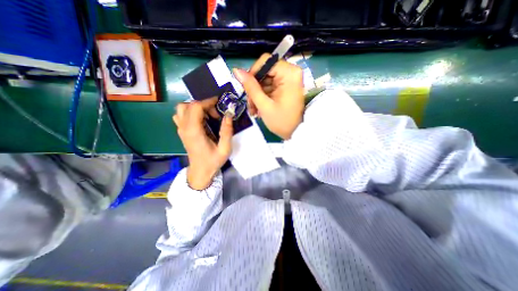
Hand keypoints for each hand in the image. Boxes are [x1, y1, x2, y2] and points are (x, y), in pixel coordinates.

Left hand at [172, 102, 231, 189]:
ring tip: (208, 116)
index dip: (208, 102)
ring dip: (196, 108)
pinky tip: (200, 120)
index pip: (196, 107)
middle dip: (204, 105)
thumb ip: (227, 131)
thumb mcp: (225, 148)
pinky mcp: (181, 131)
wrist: (200, 171)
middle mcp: (184, 128)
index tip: (219, 104)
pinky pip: (181, 115)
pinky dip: (190, 112)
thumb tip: (228, 114)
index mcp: (194, 131)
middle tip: (215, 114)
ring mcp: (181, 129)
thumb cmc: (213, 161)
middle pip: (188, 105)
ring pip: (182, 108)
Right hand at [234, 55, 303, 139]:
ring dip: (257, 95)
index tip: (246, 89)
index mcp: (289, 73)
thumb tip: (236, 70)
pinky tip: (259, 109)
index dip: (253, 74)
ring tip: (254, 110)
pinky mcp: (286, 87)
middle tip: (250, 105)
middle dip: (254, 88)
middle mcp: (291, 72)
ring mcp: (289, 80)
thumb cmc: (282, 121)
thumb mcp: (264, 105)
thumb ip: (250, 87)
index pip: (265, 61)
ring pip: (265, 80)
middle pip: (264, 72)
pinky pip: (270, 87)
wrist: (295, 133)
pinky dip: (263, 97)